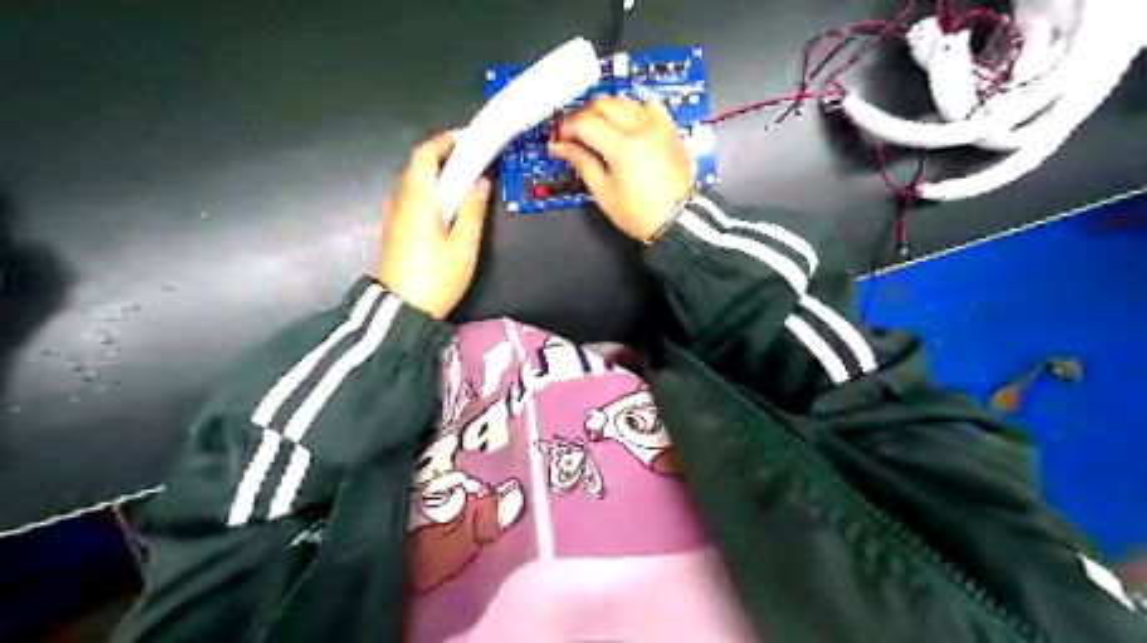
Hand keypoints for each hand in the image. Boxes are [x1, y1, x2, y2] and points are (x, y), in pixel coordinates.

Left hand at [381, 134, 489, 317]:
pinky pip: (410, 200)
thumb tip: (481, 183)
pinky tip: (444, 209)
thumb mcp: (464, 246)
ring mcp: (394, 216)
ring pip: (413, 184)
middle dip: (443, 158)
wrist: (403, 310)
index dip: (444, 142)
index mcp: (418, 200)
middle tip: (472, 163)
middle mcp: (400, 201)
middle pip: (417, 167)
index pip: (425, 155)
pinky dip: (428, 193)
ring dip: (436, 177)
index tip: (467, 140)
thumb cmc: (437, 278)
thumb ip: (472, 211)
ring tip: (462, 185)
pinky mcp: (394, 230)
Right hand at [549, 96, 699, 243]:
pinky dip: (632, 109)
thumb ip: (582, 163)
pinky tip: (626, 124)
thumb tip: (561, 147)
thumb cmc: (640, 213)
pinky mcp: (669, 129)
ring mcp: (658, 126)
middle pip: (602, 104)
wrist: (677, 220)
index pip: (585, 122)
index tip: (558, 139)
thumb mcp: (604, 192)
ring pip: (624, 100)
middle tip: (573, 134)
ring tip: (597, 130)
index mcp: (622, 146)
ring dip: (605, 110)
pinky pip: (648, 105)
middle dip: (582, 116)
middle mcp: (641, 128)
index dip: (566, 128)